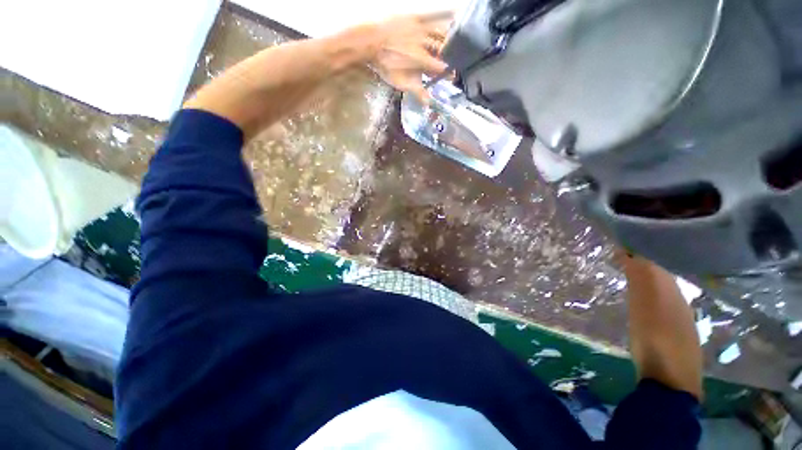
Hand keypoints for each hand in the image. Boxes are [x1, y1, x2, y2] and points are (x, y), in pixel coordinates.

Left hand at [369, 12, 452, 103]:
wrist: (372, 42)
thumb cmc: (386, 64)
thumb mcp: (400, 82)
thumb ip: (416, 91)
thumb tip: (428, 103)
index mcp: (422, 60)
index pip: (440, 67)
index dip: (447, 73)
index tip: (452, 78)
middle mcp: (425, 43)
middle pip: (442, 51)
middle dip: (450, 58)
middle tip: (454, 64)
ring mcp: (421, 29)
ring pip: (441, 34)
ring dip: (450, 40)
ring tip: (455, 45)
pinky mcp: (416, 18)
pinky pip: (433, 15)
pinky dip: (445, 14)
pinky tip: (455, 13)